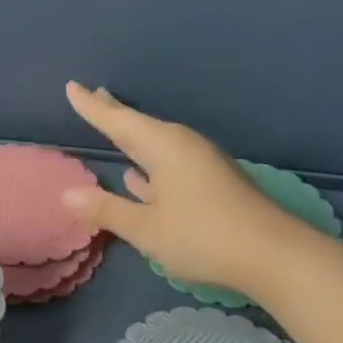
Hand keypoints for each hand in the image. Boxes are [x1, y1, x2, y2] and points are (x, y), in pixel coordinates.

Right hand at [62, 82, 304, 297]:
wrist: (274, 255)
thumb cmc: (203, 236)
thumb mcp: (146, 228)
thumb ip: (106, 210)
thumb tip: (68, 193)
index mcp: (163, 147)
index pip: (117, 120)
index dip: (92, 106)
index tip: (72, 86)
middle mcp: (182, 147)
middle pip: (140, 126)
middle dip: (115, 114)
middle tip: (95, 95)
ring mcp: (201, 165)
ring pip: (156, 145)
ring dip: (134, 139)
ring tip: (116, 129)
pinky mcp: (213, 184)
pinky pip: (170, 163)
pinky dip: (150, 164)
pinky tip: (140, 177)